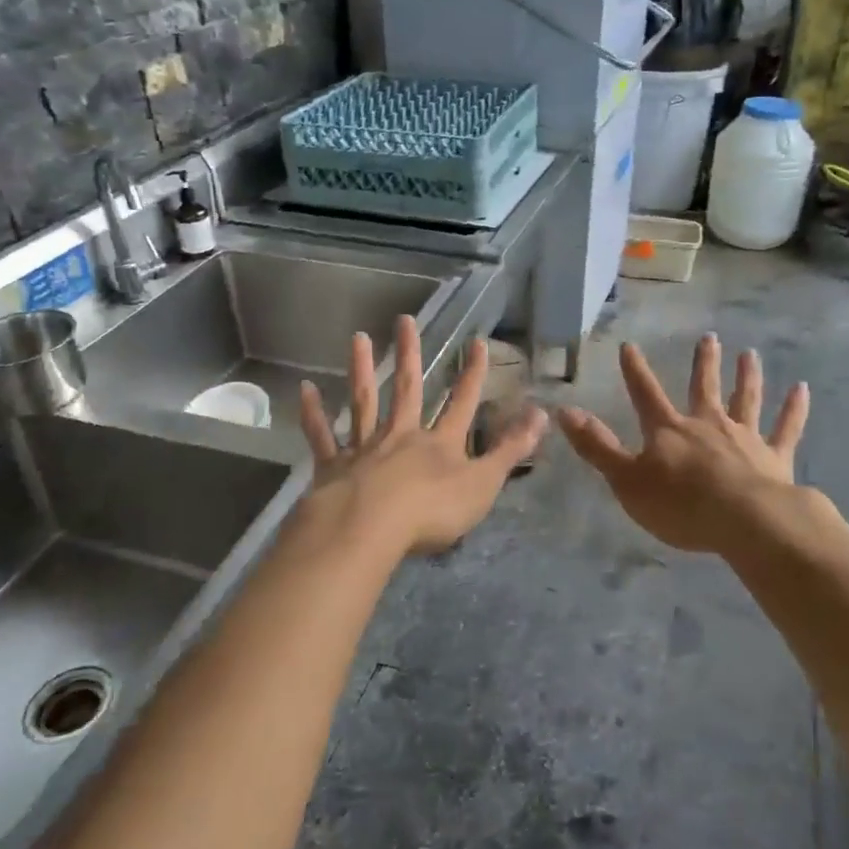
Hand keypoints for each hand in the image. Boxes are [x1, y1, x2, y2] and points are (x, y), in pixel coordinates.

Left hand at [299, 315, 545, 557]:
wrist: (369, 529)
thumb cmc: (431, 511)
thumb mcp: (483, 483)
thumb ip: (510, 449)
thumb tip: (543, 413)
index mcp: (440, 443)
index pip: (462, 403)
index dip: (472, 375)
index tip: (477, 343)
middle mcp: (402, 435)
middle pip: (408, 389)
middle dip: (410, 355)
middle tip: (404, 319)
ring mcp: (365, 447)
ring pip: (364, 401)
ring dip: (362, 369)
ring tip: (358, 337)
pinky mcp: (334, 466)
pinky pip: (323, 436)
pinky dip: (314, 414)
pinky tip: (306, 391)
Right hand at [556, 336, 810, 554]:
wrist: (745, 522)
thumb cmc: (680, 505)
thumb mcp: (627, 480)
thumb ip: (597, 447)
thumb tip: (563, 411)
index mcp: (670, 430)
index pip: (646, 393)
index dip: (635, 370)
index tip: (630, 345)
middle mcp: (708, 424)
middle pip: (704, 387)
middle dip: (703, 363)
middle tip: (709, 337)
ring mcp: (745, 438)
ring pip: (746, 399)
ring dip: (747, 376)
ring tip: (750, 354)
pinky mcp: (775, 457)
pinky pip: (786, 428)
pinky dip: (794, 408)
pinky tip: (802, 389)